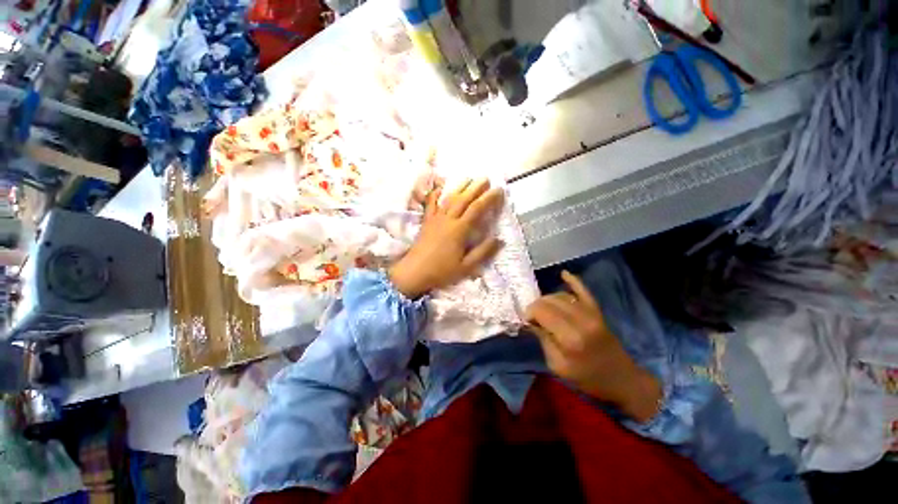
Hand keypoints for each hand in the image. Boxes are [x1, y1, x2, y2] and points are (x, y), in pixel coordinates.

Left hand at [389, 178, 503, 298]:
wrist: (414, 272)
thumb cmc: (441, 271)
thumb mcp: (466, 266)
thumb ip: (483, 252)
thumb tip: (499, 239)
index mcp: (459, 230)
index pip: (477, 209)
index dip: (488, 198)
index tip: (498, 190)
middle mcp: (448, 220)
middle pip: (463, 199)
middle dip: (476, 187)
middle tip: (486, 178)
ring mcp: (435, 219)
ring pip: (449, 199)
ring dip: (460, 187)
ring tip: (469, 178)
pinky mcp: (426, 221)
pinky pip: (431, 204)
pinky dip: (435, 194)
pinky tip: (439, 188)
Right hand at [525, 271, 661, 421]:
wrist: (621, 379)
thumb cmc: (587, 378)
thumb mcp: (557, 366)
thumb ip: (543, 340)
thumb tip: (531, 321)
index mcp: (570, 337)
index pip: (541, 311)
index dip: (529, 312)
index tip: (526, 320)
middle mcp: (580, 320)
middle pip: (549, 301)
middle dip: (536, 306)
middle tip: (533, 317)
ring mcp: (591, 313)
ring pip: (560, 296)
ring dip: (547, 300)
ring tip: (544, 311)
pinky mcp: (597, 310)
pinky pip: (583, 290)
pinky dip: (573, 281)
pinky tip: (563, 274)